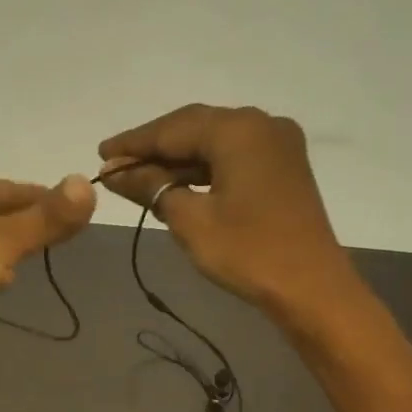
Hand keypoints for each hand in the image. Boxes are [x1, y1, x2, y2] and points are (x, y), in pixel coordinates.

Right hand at [97, 105, 354, 321]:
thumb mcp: (189, 219)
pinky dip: (202, 168)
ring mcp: (277, 144)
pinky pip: (233, 156)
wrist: (311, 288)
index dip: (133, 143)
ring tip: (138, 177)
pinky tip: (177, 183)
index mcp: (238, 129)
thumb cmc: (247, 252)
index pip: (172, 129)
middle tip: (114, 166)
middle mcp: (261, 124)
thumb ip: (151, 186)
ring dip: (177, 159)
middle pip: (194, 127)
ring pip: (214, 141)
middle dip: (153, 148)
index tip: (100, 155)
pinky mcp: (283, 166)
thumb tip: (115, 172)